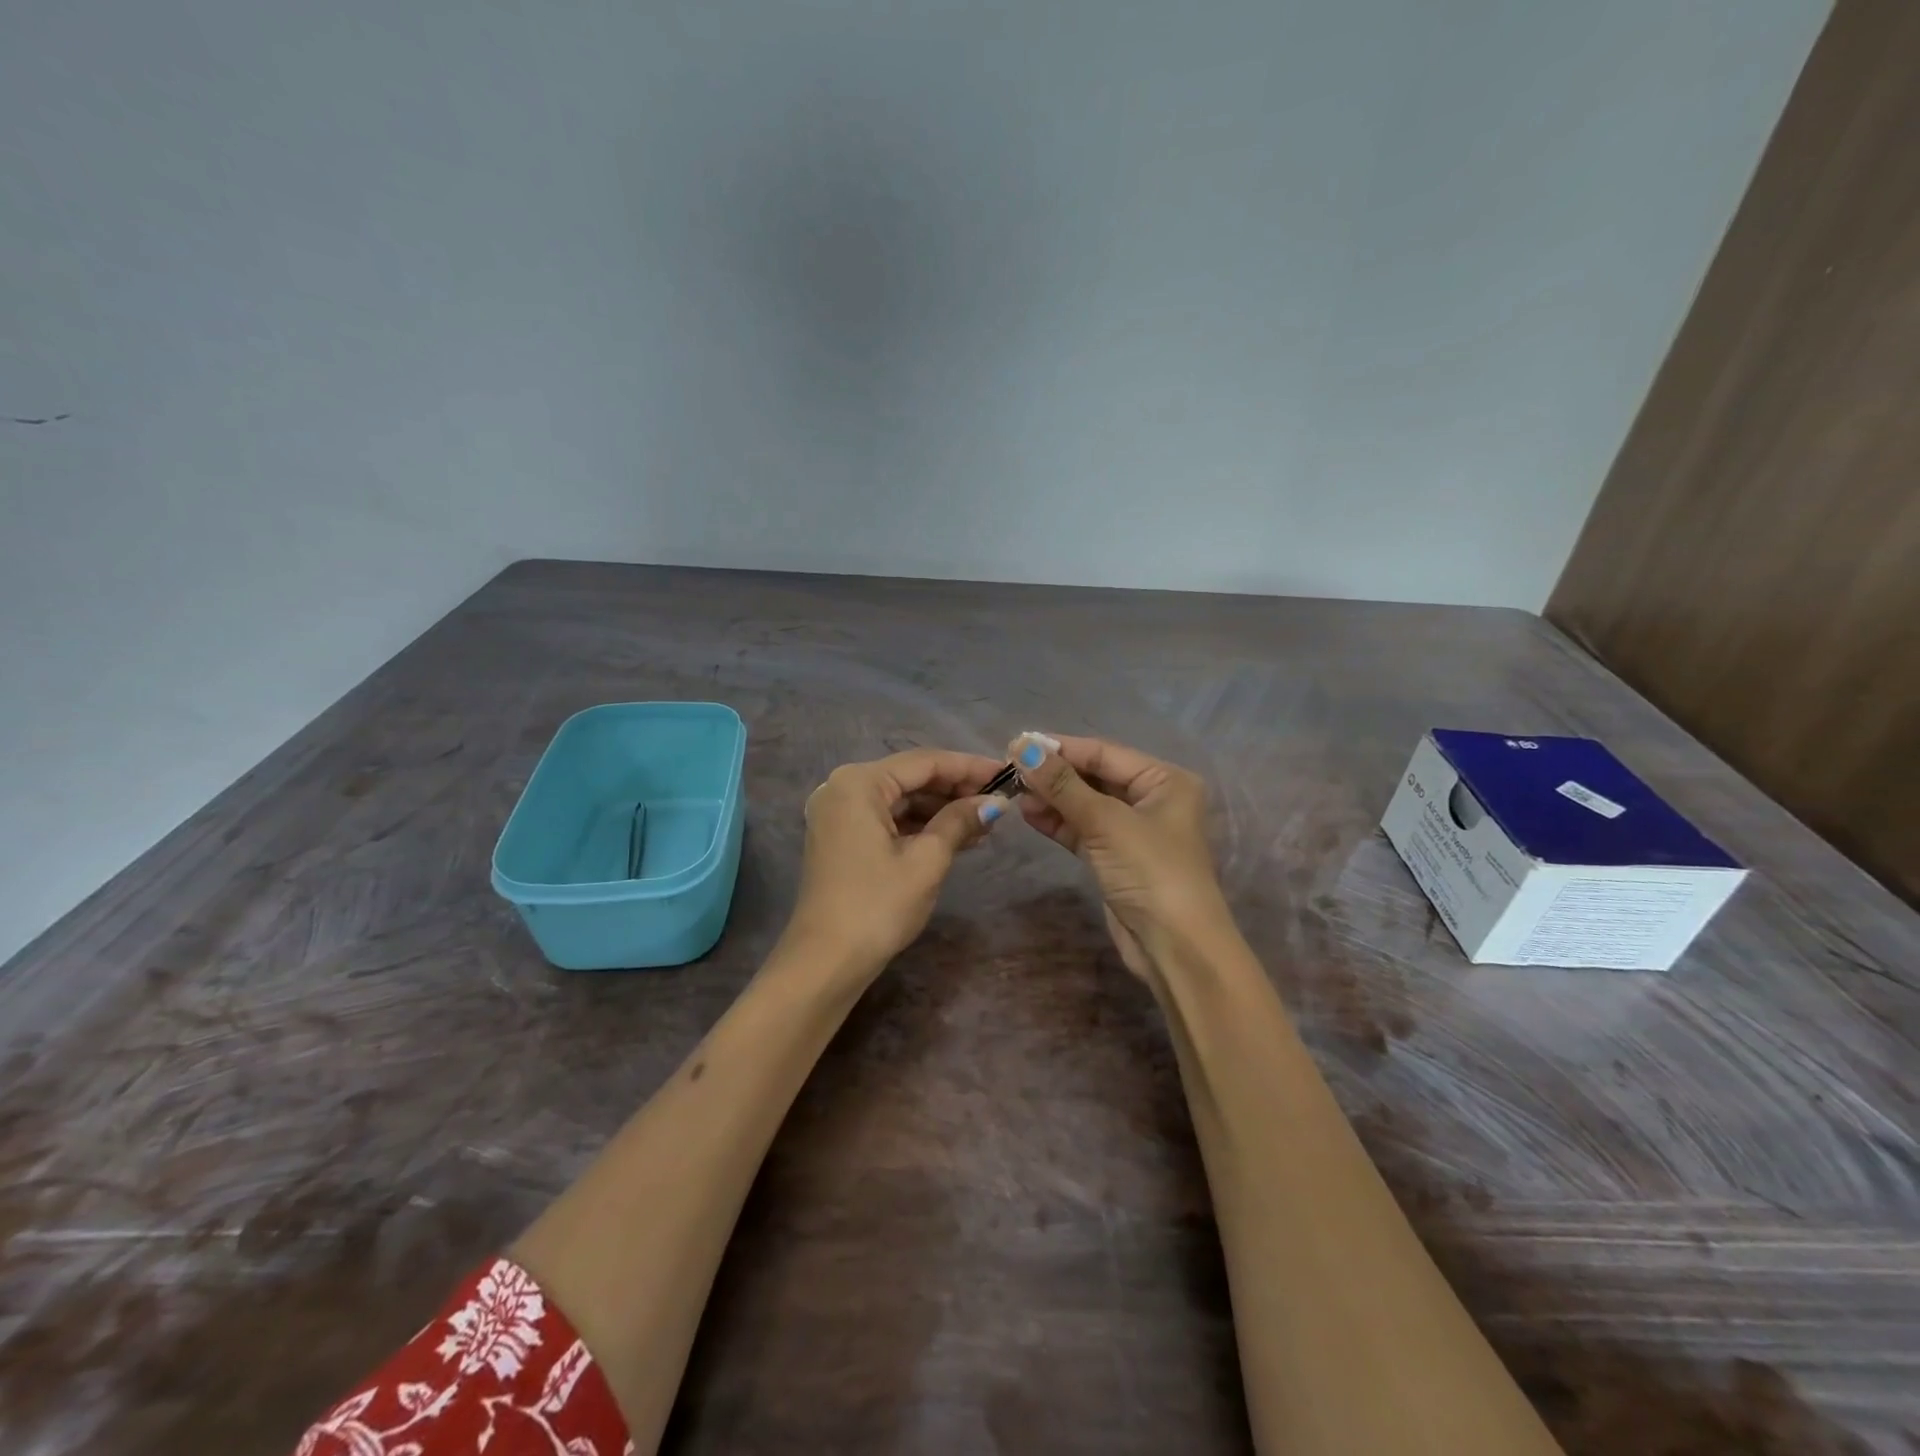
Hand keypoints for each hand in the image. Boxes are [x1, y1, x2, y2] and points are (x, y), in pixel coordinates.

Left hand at [788, 749, 1009, 975]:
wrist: (826, 962)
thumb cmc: (878, 905)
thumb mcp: (927, 860)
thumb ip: (960, 821)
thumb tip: (995, 802)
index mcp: (859, 782)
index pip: (924, 762)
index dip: (969, 767)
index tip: (1006, 774)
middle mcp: (843, 788)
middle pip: (910, 777)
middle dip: (955, 789)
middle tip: (999, 802)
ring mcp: (838, 814)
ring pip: (900, 799)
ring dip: (940, 809)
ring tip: (985, 823)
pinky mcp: (841, 838)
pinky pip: (887, 819)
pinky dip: (919, 826)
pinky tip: (955, 837)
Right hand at [1008, 733, 1231, 977]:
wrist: (1175, 947)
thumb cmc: (1151, 871)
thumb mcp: (1106, 822)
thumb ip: (1062, 785)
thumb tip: (1023, 747)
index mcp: (1165, 780)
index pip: (1104, 753)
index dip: (1061, 748)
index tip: (1018, 744)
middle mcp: (1152, 799)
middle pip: (1095, 777)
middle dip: (1054, 774)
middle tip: (1010, 769)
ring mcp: (1133, 831)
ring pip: (1085, 804)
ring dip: (1052, 798)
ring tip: (1014, 793)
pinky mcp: (1116, 859)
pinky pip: (1083, 830)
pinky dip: (1058, 822)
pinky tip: (1029, 814)